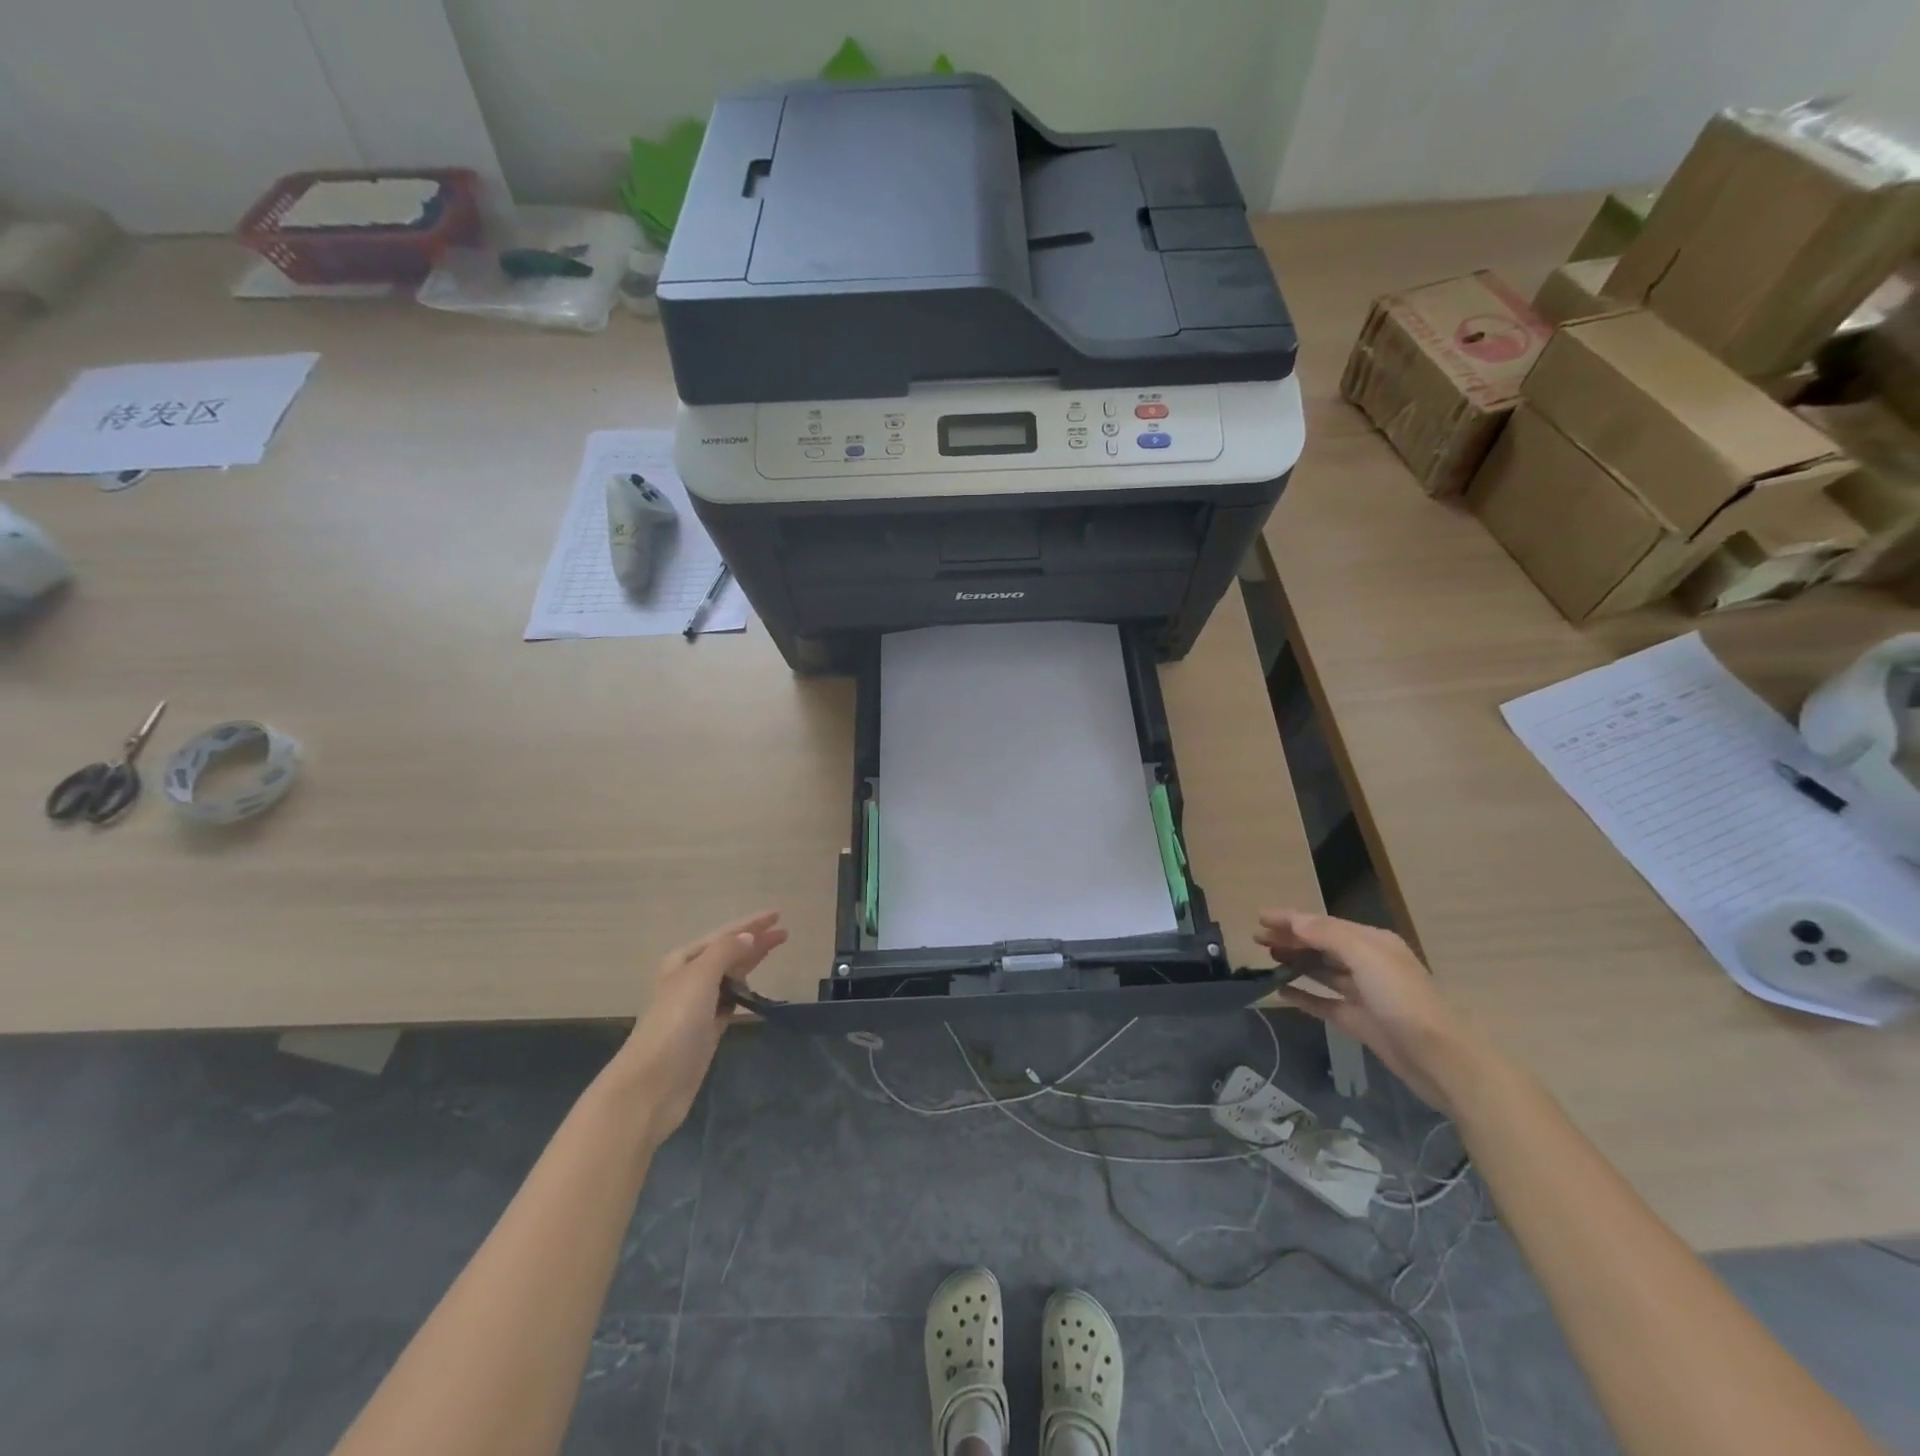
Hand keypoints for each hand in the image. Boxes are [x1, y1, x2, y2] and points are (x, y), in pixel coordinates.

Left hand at [611, 911, 787, 1142]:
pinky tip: (754, 988)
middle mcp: (689, 979)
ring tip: (775, 951)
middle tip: (785, 932)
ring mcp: (698, 1006)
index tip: (778, 914)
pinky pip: (729, 1001)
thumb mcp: (699, 978)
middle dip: (754, 940)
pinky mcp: (706, 1030)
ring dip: (750, 962)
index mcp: (683, 961)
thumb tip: (749, 936)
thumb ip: (726, 952)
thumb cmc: (675, 1023)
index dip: (751, 924)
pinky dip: (743, 991)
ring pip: (730, 975)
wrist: (653, 1083)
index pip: (724, 935)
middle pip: (729, 952)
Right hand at [1254, 909, 1476, 1112]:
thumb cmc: (1403, 1000)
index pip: (1323, 924)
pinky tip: (1281, 992)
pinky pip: (1324, 1002)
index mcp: (1372, 943)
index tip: (1259, 917)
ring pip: (1321, 971)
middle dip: (1290, 938)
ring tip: (1266, 957)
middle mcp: (1368, 963)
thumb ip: (1328, 935)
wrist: (1441, 1060)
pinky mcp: (1359, 1021)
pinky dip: (1303, 995)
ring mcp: (1363, 994)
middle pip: (1321, 945)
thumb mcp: (1366, 957)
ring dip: (1295, 962)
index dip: (1291, 919)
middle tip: (1257, 938)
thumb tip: (1295, 921)